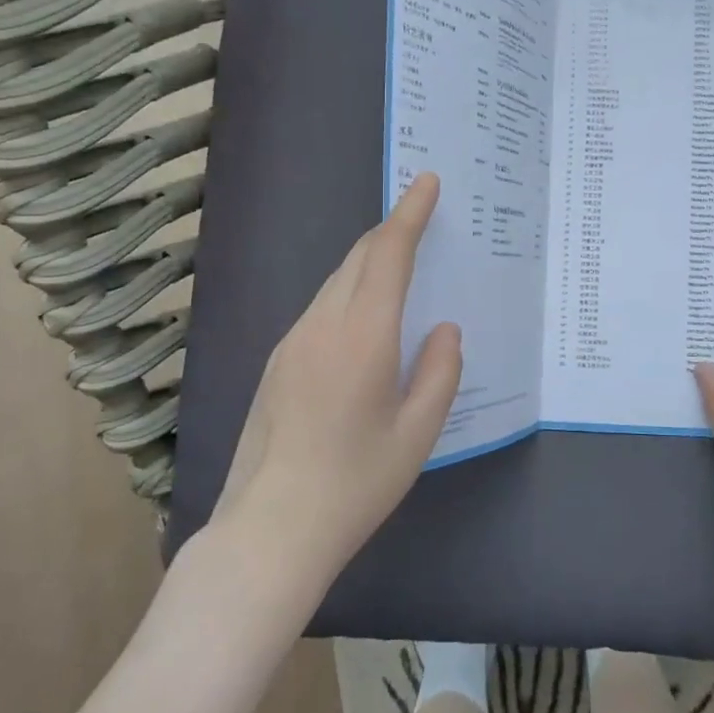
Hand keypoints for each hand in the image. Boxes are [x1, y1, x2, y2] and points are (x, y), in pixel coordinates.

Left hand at [213, 173, 462, 587]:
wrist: (270, 529)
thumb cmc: (355, 484)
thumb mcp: (417, 433)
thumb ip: (439, 372)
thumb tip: (443, 329)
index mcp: (362, 336)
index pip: (388, 254)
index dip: (410, 214)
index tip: (426, 182)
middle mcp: (322, 325)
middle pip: (358, 259)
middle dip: (391, 232)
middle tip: (422, 220)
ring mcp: (292, 342)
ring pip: (335, 282)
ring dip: (368, 263)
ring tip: (399, 267)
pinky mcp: (277, 362)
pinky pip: (320, 308)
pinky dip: (349, 292)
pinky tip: (364, 320)